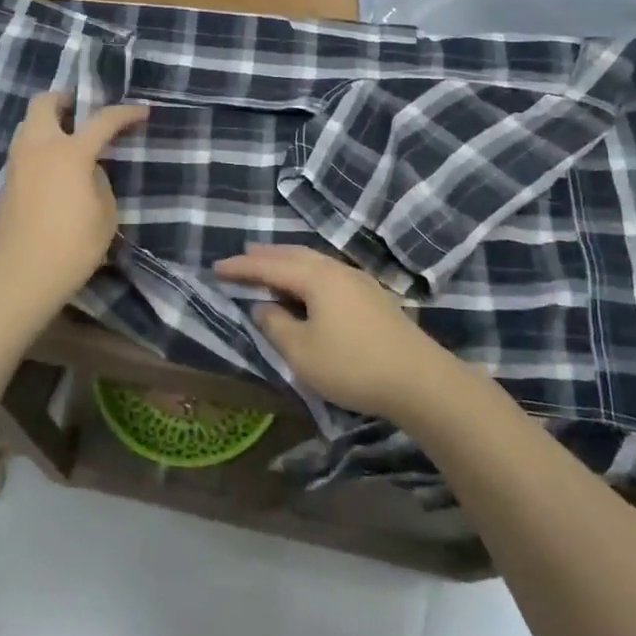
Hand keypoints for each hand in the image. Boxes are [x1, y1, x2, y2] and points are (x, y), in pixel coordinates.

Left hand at [0, 92, 147, 311]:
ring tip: (68, 140)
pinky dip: (38, 150)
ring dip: (47, 124)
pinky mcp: (5, 184)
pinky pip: (22, 153)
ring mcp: (17, 165)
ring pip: (27, 126)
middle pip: (43, 103)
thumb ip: (100, 182)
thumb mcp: (105, 214)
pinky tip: (53, 171)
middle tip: (81, 110)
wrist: (20, 276)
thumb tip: (89, 170)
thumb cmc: (72, 246)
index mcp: (69, 152)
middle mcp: (38, 148)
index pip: (102, 120)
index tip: (142, 111)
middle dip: (64, 99)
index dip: (125, 113)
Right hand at [213, 245, 446, 416]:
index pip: (269, 266)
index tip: (216, 268)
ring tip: (272, 266)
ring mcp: (359, 281)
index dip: (241, 268)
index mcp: (316, 278)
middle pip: (295, 255)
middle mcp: (337, 270)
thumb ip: (276, 325)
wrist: (419, 379)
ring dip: (289, 262)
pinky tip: (309, 287)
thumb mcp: (302, 352)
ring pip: (315, 262)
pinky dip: (308, 273)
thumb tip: (263, 307)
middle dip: (266, 256)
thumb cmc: (353, 365)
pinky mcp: (373, 297)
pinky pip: (329, 274)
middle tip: (243, 256)